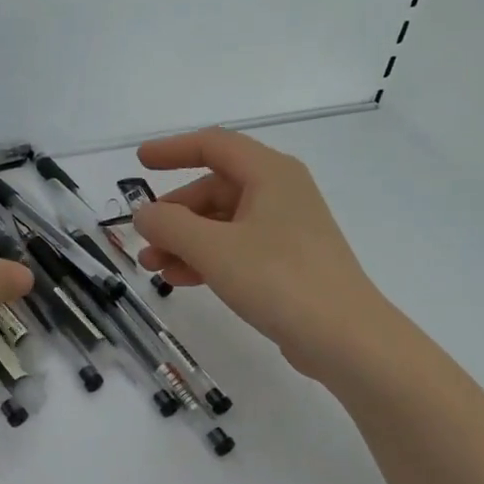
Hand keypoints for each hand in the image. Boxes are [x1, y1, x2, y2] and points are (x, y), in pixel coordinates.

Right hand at [130, 129, 390, 381]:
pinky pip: (236, 248)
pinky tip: (181, 280)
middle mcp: (280, 192)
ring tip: (153, 267)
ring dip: (185, 241)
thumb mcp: (213, 249)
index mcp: (269, 173)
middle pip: (214, 189)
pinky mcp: (288, 261)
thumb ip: (170, 226)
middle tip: (144, 241)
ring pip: (222, 222)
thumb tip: (144, 214)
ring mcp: (286, 228)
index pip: (213, 145)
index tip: (139, 162)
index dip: (172, 150)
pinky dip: (206, 259)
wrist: (344, 338)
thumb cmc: (278, 279)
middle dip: (174, 214)